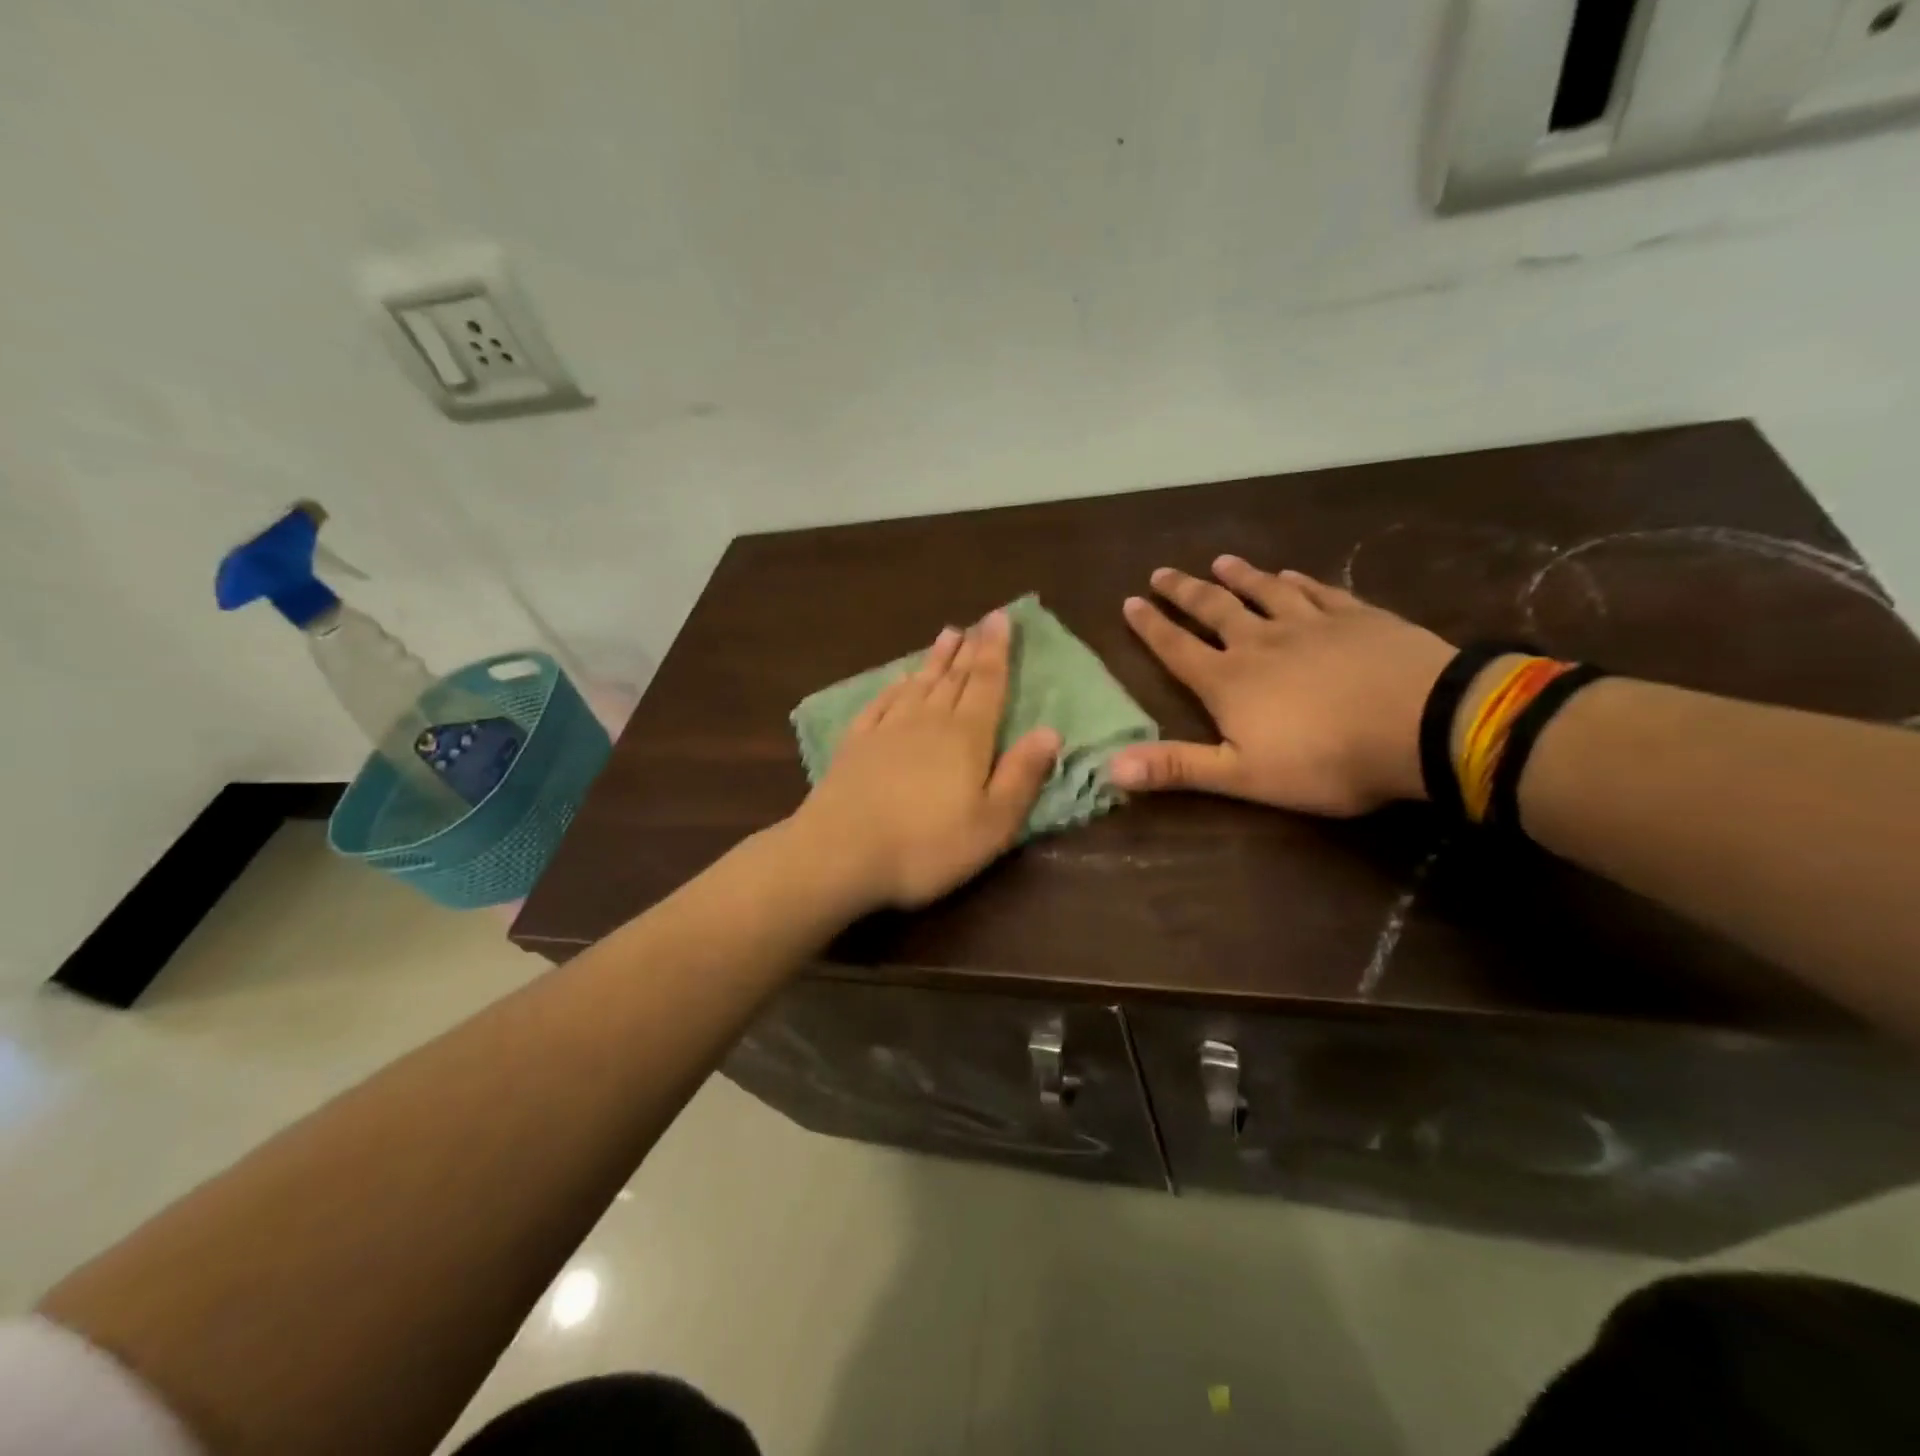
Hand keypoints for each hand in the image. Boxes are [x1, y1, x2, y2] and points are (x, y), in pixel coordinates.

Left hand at [792, 611, 1061, 908]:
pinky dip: (894, 687)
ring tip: (947, 634)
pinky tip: (899, 680)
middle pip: (954, 677)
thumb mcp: (993, 823)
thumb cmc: (928, 845)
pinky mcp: (855, 744)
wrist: (841, 852)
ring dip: (935, 659)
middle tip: (980, 621)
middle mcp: (928, 720)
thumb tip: (1050, 731)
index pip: (988, 683)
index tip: (1001, 617)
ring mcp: (887, 729)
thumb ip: (1022, 775)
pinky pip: (881, 703)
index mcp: (967, 736)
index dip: (997, 650)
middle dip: (971, 648)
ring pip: (919, 684)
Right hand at [1107, 557, 1454, 815]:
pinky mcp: (1356, 617)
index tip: (1130, 602)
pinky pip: (1317, 592)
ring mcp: (1310, 624)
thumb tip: (1110, 766)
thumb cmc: (1325, 760)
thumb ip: (1177, 767)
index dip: (1151, 627)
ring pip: (1264, 592)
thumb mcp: (1242, 775)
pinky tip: (1290, 574)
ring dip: (1239, 576)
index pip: (1177, 649)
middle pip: (1213, 610)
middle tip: (1161, 572)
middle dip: (1184, 592)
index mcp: (1229, 681)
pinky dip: (1297, 581)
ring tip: (1219, 561)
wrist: (1420, 725)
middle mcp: (1260, 642)